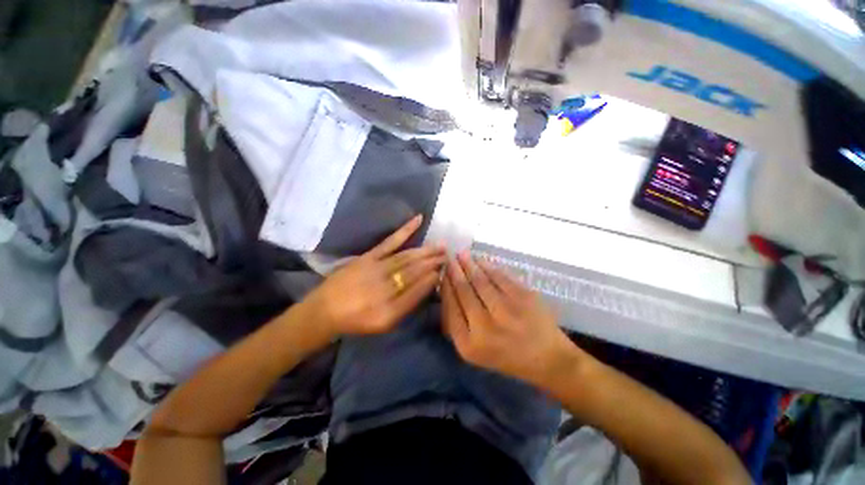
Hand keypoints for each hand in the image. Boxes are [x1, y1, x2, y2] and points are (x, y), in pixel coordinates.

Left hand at [303, 215, 445, 338]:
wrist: (326, 310)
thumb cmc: (358, 319)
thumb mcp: (384, 324)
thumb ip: (407, 307)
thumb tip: (427, 285)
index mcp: (390, 311)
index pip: (419, 290)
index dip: (433, 278)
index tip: (444, 270)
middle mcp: (385, 289)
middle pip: (415, 271)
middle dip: (434, 262)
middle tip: (448, 255)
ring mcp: (376, 269)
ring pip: (408, 257)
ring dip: (427, 250)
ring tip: (442, 245)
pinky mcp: (369, 256)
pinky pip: (391, 241)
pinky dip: (406, 229)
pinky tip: (418, 219)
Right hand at [441, 252, 578, 387]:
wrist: (547, 359)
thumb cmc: (506, 356)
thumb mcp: (474, 350)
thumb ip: (457, 324)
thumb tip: (446, 291)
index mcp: (469, 344)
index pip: (450, 307)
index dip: (446, 286)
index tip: (443, 274)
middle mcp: (485, 326)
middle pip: (464, 290)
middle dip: (454, 271)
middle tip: (449, 259)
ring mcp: (507, 310)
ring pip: (480, 280)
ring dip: (469, 264)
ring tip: (462, 255)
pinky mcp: (524, 297)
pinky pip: (500, 276)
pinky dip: (488, 266)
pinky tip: (481, 260)